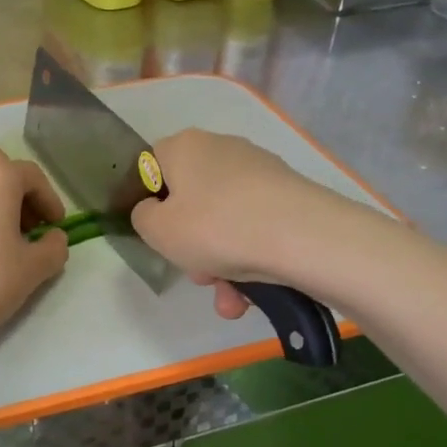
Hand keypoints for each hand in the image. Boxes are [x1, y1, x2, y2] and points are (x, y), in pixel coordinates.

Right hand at [131, 129, 379, 316]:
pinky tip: (252, 295)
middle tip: (197, 274)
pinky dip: (250, 261)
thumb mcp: (157, 230)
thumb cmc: (215, 228)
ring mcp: (259, 172)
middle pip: (191, 201)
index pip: (152, 166)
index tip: (157, 234)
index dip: (149, 201)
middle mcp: (221, 149)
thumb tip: (153, 211)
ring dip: (221, 265)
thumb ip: (143, 218)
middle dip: (191, 246)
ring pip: (224, 223)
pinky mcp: (288, 196)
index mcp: (184, 146)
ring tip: (230, 299)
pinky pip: (254, 229)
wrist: (303, 237)